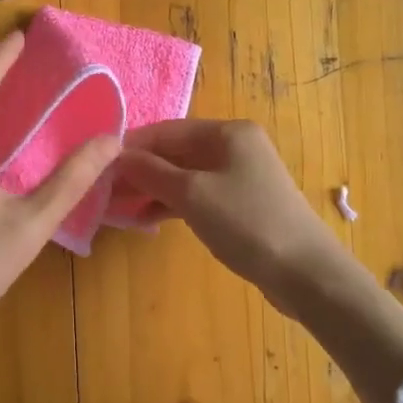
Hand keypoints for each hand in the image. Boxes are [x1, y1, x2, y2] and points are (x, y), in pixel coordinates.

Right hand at [118, 118, 402, 402]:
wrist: (306, 273)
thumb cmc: (247, 223)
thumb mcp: (192, 194)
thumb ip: (151, 172)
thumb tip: (116, 155)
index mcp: (228, 132)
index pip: (167, 130)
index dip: (131, 146)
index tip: (97, 164)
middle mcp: (235, 146)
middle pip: (176, 152)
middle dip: (141, 169)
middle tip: (104, 190)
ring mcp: (240, 176)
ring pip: (185, 175)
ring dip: (153, 189)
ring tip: (118, 206)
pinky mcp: (242, 204)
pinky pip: (198, 195)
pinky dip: (173, 204)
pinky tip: (147, 219)